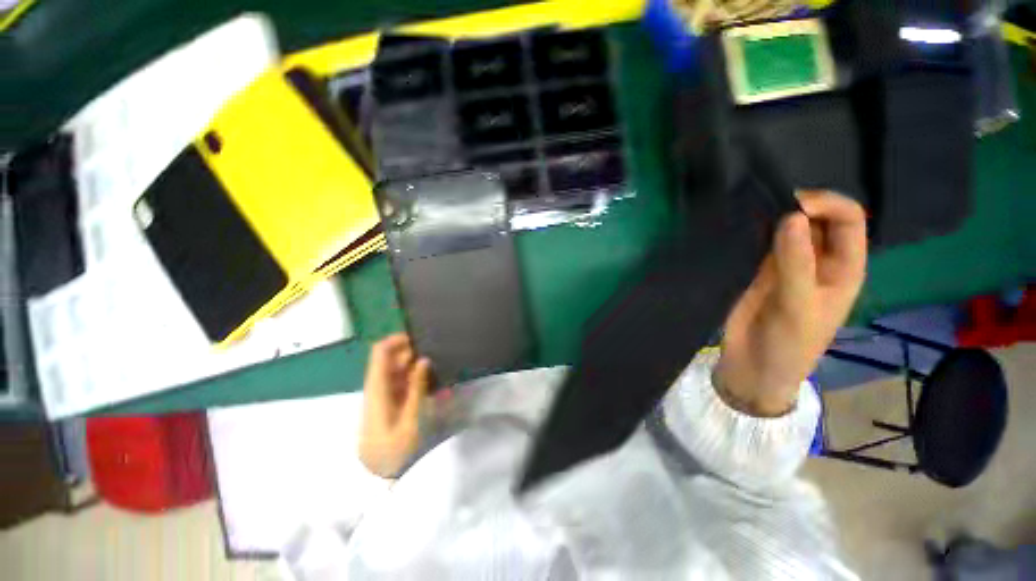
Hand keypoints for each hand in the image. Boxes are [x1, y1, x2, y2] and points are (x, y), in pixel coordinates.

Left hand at [359, 334, 431, 477]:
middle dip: (414, 353)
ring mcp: (385, 397)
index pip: (380, 353)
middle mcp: (379, 388)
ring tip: (442, 371)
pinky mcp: (392, 405)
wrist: (381, 481)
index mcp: (377, 389)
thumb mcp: (410, 420)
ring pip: (400, 371)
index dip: (397, 340)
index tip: (420, 336)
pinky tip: (437, 388)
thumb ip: (416, 387)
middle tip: (438, 354)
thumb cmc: (395, 451)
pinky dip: (420, 381)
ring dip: (420, 368)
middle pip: (392, 360)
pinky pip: (405, 384)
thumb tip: (424, 360)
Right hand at [716, 191, 866, 416]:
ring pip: (788, 229)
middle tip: (766, 203)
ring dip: (773, 218)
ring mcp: (788, 265)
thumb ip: (795, 262)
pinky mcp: (759, 271)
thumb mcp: (798, 306)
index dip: (827, 205)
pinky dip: (754, 232)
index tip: (793, 206)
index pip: (848, 221)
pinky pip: (762, 244)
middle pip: (818, 219)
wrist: (753, 367)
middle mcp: (819, 261)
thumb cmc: (789, 344)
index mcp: (843, 268)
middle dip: (798, 206)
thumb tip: (792, 216)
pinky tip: (740, 227)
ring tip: (751, 210)